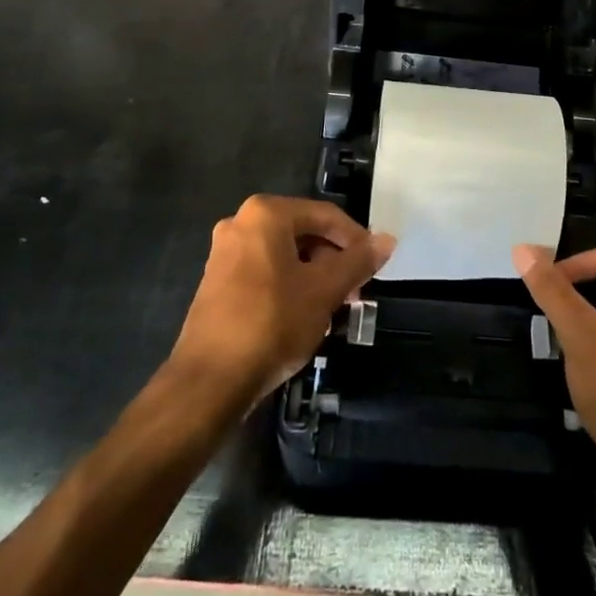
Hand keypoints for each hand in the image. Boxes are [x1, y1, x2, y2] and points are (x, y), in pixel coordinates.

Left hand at [171, 195, 394, 402]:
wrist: (209, 382)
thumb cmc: (272, 323)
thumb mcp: (324, 290)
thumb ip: (358, 261)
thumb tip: (387, 240)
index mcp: (266, 214)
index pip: (326, 215)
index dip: (356, 240)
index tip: (374, 268)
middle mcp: (241, 223)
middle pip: (304, 233)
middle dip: (333, 261)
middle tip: (354, 292)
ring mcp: (224, 253)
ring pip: (285, 255)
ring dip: (313, 276)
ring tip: (332, 309)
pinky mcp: (216, 283)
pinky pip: (264, 272)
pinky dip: (289, 287)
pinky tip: (302, 318)